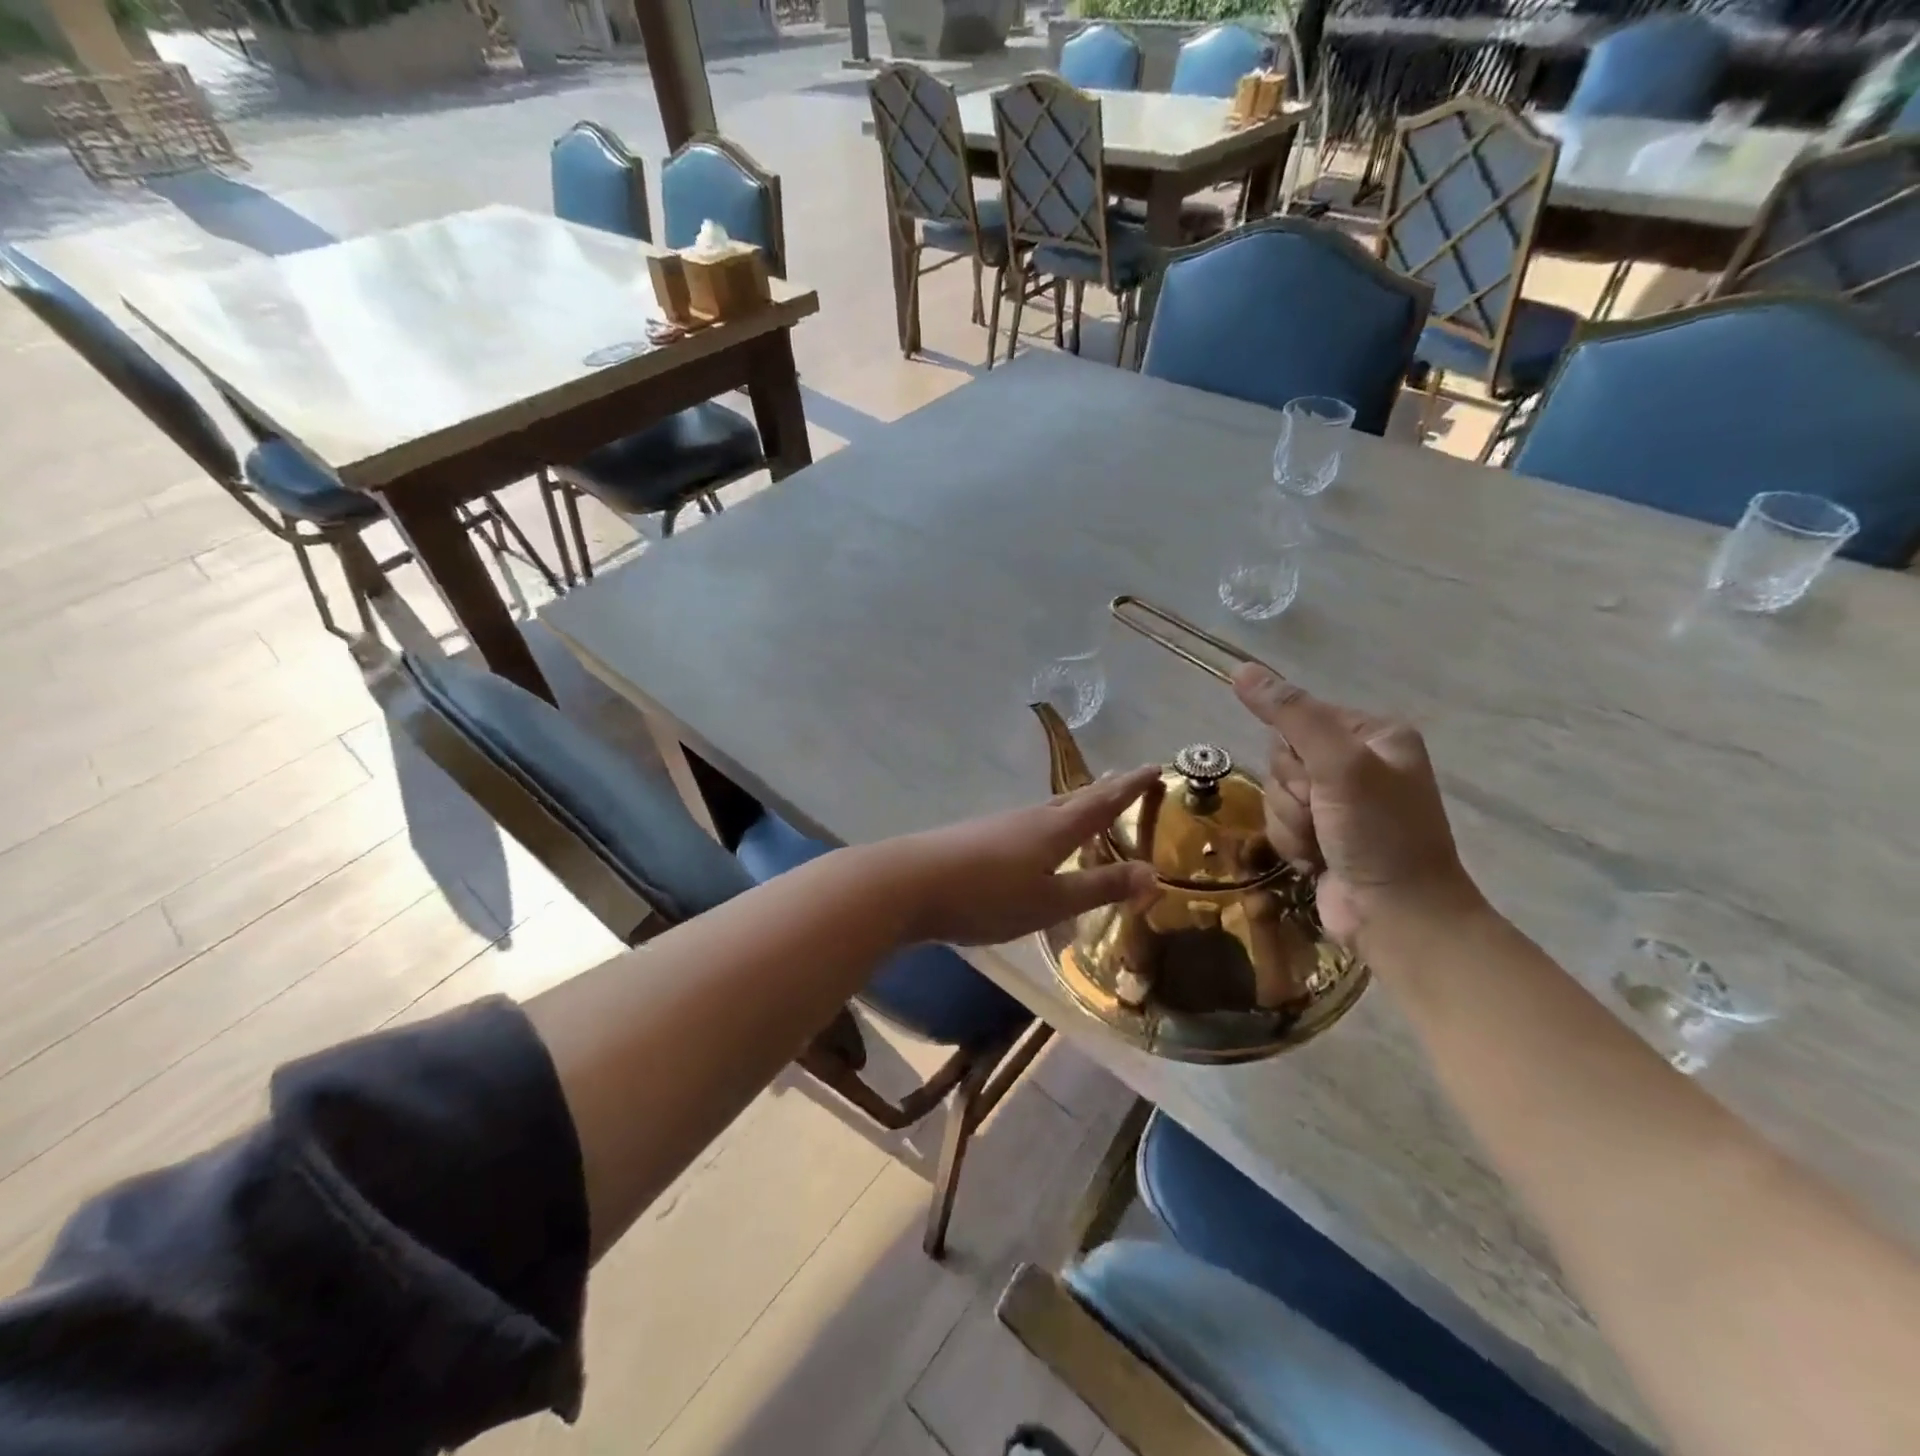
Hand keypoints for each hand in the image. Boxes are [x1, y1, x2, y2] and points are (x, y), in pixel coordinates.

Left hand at [885, 768, 1160, 946]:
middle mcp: (1031, 818)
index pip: (1103, 803)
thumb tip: (1154, 873)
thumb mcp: (1050, 901)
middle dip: (1105, 792)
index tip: (1155, 767)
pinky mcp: (978, 837)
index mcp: (1055, 829)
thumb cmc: (987, 896)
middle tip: (1126, 782)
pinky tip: (1038, 840)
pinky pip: (1027, 825)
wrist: (909, 883)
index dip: (1131, 786)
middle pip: (1076, 800)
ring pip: (1049, 810)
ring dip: (1075, 807)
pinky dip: (1048, 825)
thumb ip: (1099, 887)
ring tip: (1088, 809)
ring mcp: (1000, 825)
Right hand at [1233, 664, 1481, 948]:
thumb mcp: (1339, 766)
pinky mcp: (1322, 834)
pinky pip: (1279, 822)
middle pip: (1282, 758)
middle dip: (1293, 793)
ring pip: (1276, 793)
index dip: (1296, 753)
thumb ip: (1291, 715)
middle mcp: (1357, 762)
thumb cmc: (1380, 835)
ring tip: (1324, 845)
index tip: (1319, 780)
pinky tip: (1317, 861)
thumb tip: (1242, 669)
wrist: (1399, 918)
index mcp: (1373, 734)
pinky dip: (1292, 843)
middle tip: (1325, 815)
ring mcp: (1339, 802)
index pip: (1298, 718)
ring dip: (1290, 822)